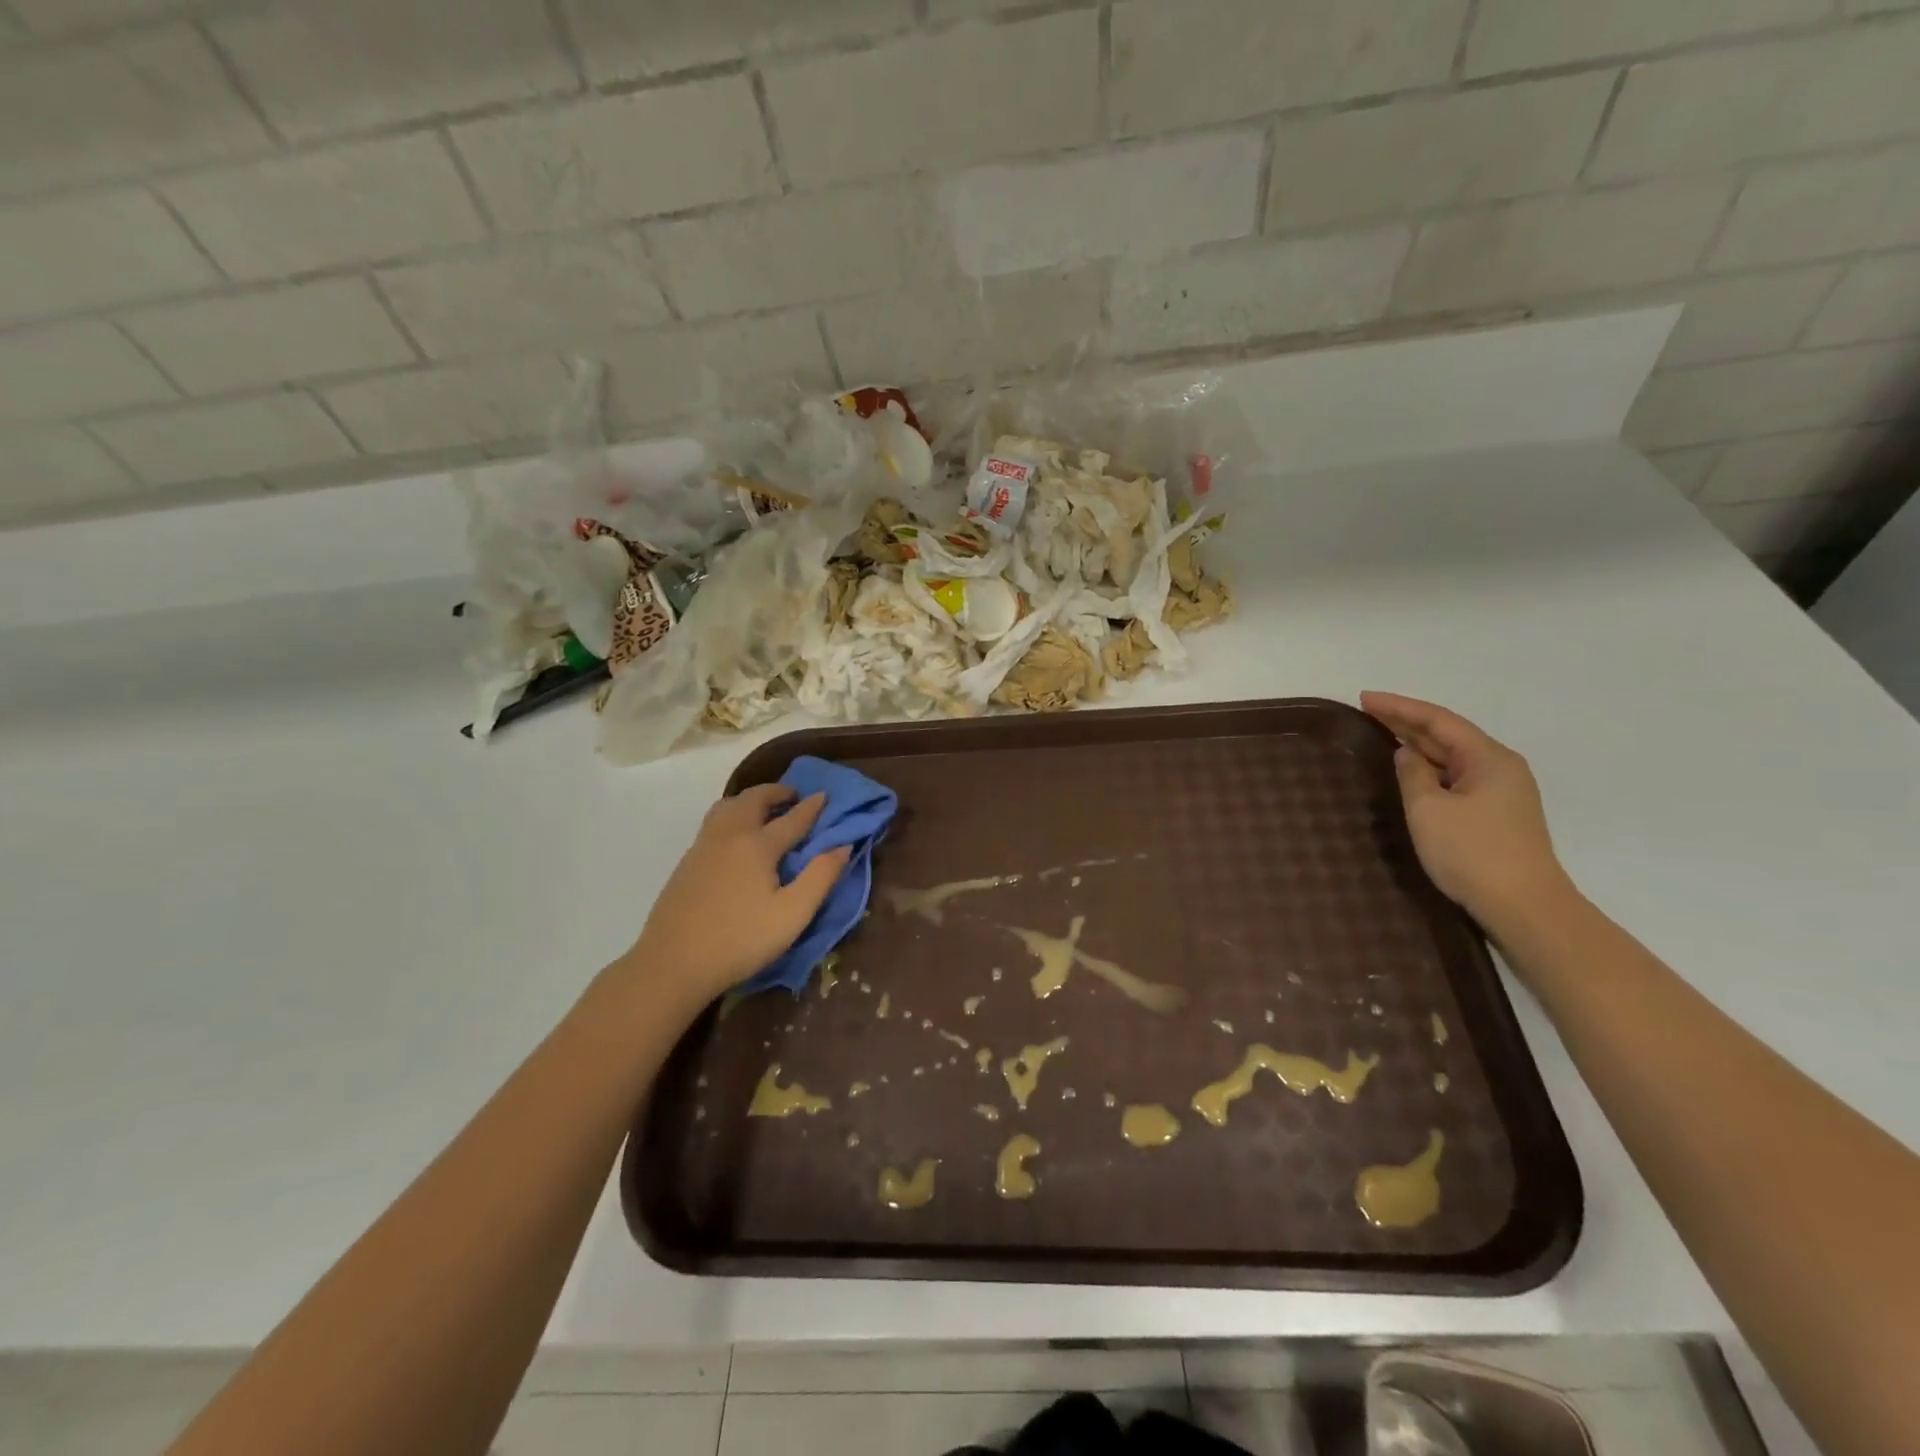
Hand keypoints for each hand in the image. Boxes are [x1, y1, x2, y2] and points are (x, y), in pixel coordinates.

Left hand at [620, 785, 852, 1008]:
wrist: (672, 964)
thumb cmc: (740, 940)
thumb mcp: (792, 914)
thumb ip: (821, 877)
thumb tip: (843, 846)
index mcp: (758, 845)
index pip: (792, 818)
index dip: (812, 807)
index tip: (825, 795)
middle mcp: (729, 836)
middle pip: (753, 800)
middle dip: (776, 792)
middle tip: (793, 797)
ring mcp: (703, 847)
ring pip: (727, 807)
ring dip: (749, 800)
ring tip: (763, 810)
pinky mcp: (687, 863)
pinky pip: (713, 823)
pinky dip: (731, 815)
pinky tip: (735, 837)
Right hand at [1361, 692, 1575, 934]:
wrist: (1524, 906)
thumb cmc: (1472, 852)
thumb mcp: (1428, 809)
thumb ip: (1412, 774)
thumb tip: (1407, 754)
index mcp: (1488, 758)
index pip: (1438, 721)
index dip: (1399, 707)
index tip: (1364, 698)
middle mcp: (1500, 767)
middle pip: (1448, 735)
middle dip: (1407, 722)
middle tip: (1367, 711)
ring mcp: (1501, 791)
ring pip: (1453, 757)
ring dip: (1418, 744)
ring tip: (1382, 732)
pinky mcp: (1496, 813)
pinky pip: (1457, 777)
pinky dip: (1430, 767)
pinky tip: (1411, 769)